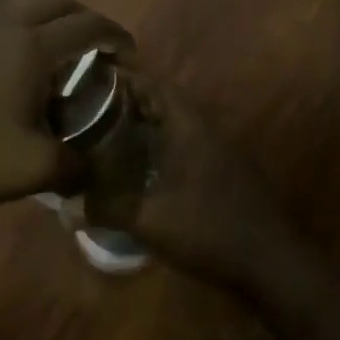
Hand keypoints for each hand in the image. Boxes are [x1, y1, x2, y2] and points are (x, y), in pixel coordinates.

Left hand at [0, 0, 133, 208]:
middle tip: (96, 48)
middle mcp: (5, 23)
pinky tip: (6, 67)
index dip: (116, 36)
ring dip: (47, 22)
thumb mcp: (35, 169)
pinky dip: (13, 33)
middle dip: (85, 20)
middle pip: (58, 3)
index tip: (130, 54)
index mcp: (32, 46)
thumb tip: (92, 172)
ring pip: (21, 7)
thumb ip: (76, 166)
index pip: (89, 27)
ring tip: (51, 58)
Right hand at [100, 72, 300, 293]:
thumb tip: (68, 205)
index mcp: (189, 127)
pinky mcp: (222, 175)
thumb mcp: (152, 220)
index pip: (154, 85)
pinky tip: (138, 169)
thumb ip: (108, 209)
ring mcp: (217, 153)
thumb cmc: (210, 230)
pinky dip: (158, 149)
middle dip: (127, 102)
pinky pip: (182, 148)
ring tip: (106, 134)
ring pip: (174, 126)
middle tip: (89, 109)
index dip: (123, 77)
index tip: (89, 78)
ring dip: (143, 126)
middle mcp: (205, 131)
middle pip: (163, 103)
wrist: (272, 262)